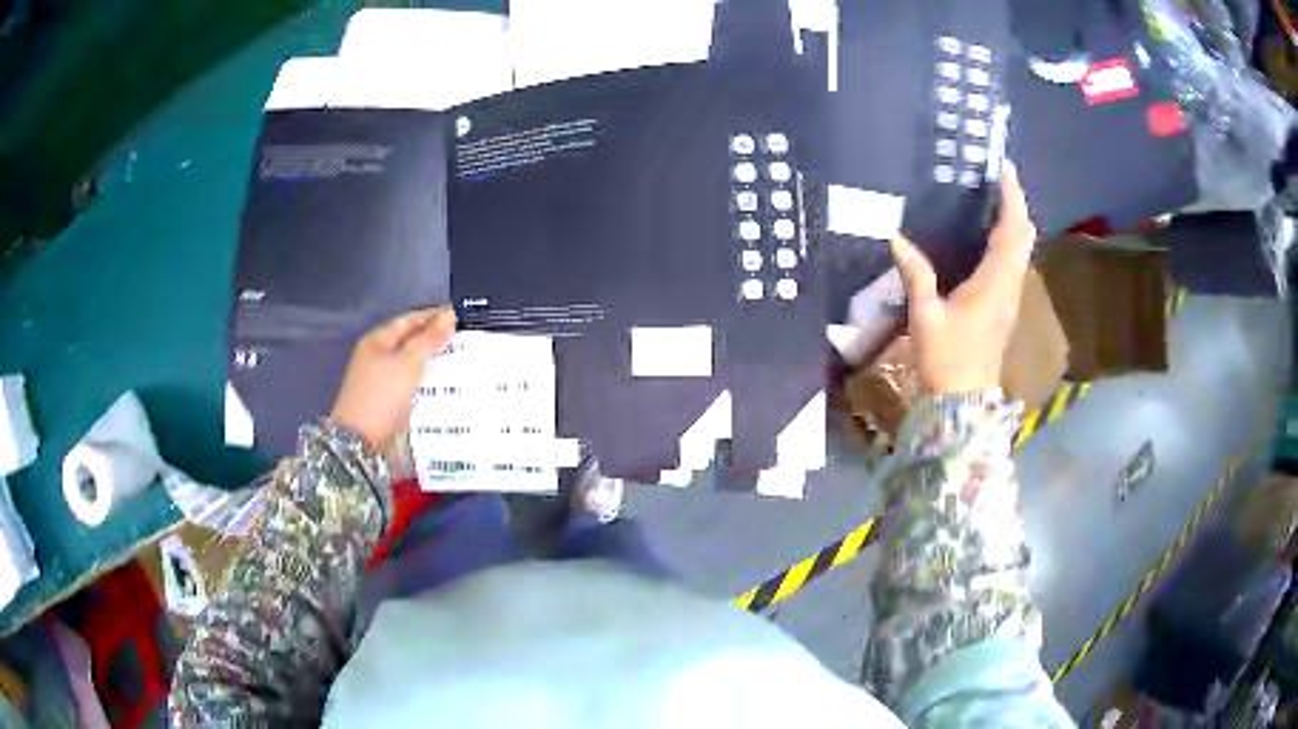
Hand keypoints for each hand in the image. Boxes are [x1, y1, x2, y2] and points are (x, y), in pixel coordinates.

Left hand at [330, 308, 456, 448]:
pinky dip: (429, 383)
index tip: (460, 317)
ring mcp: (382, 381)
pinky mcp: (389, 402)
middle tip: (465, 339)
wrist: (361, 443)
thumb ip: (429, 339)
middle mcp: (378, 358)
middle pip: (411, 341)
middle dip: (436, 339)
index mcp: (377, 341)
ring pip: (413, 365)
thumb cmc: (381, 396)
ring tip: (462, 362)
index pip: (409, 320)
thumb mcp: (408, 362)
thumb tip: (449, 316)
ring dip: (435, 363)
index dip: (434, 316)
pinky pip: (413, 385)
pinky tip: (446, 387)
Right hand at [889, 164, 1036, 394]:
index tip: (1005, 169)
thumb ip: (915, 274)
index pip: (1011, 231)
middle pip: (1024, 237)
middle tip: (999, 179)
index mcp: (993, 283)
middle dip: (1017, 204)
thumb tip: (894, 236)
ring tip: (996, 198)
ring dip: (1016, 221)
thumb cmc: (945, 359)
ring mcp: (1011, 297)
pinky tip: (992, 235)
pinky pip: (1016, 262)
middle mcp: (1009, 285)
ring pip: (1024, 249)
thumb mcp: (925, 316)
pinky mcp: (1007, 306)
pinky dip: (1011, 240)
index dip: (1012, 198)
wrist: (963, 400)